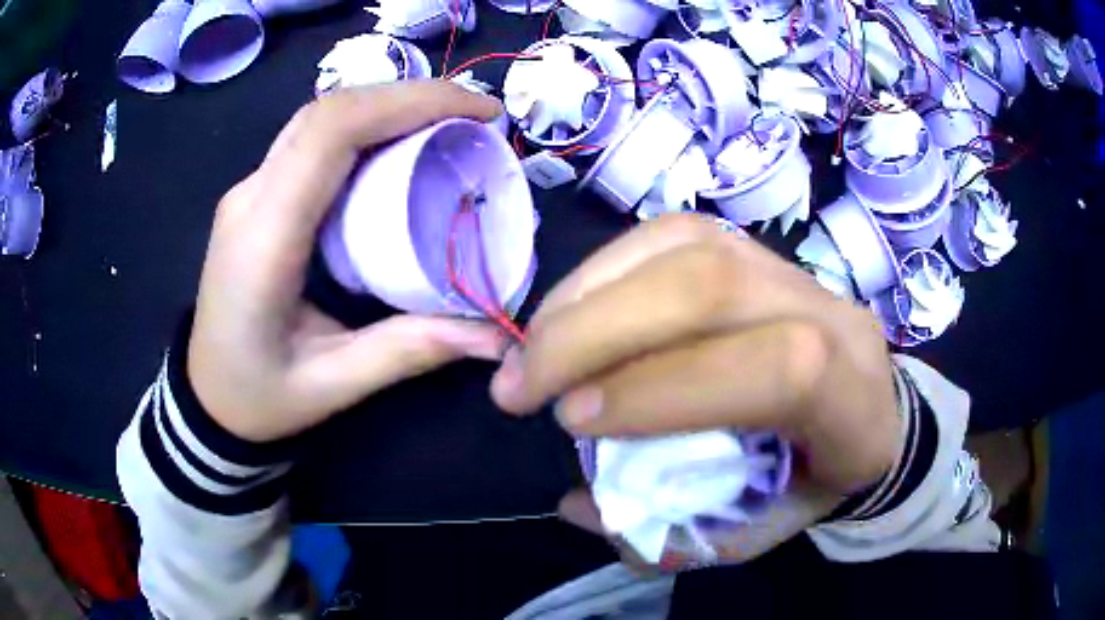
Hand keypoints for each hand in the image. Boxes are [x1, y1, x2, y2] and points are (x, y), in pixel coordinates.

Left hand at [188, 82, 506, 442]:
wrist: (205, 396)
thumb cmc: (257, 397)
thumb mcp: (332, 385)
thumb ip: (409, 351)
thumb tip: (494, 335)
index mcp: (265, 237)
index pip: (331, 132)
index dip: (408, 103)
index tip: (477, 112)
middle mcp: (252, 196)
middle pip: (329, 111)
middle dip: (410, 96)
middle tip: (476, 113)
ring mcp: (250, 190)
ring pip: (320, 117)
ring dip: (389, 105)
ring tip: (450, 120)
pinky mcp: (258, 195)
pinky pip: (312, 139)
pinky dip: (366, 126)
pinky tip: (402, 142)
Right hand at [491, 214, 902, 563]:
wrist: (867, 408)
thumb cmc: (814, 479)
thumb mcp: (753, 531)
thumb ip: (670, 531)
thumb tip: (578, 501)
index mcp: (852, 400)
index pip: (777, 369)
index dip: (666, 389)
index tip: (574, 422)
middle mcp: (832, 314)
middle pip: (713, 287)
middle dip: (593, 332)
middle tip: (516, 385)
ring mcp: (789, 267)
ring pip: (682, 248)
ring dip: (583, 296)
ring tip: (529, 347)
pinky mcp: (750, 247)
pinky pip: (668, 234)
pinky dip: (601, 271)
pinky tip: (567, 309)